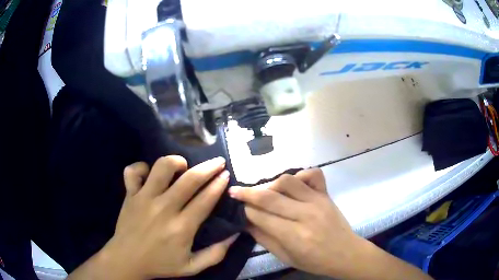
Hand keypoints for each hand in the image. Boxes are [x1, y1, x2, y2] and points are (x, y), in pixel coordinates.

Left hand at [97, 156, 237, 278]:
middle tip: (217, 162)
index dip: (218, 184)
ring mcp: (144, 199)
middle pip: (189, 180)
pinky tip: (150, 174)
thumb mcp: (192, 267)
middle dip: (208, 167)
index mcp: (181, 228)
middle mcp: (163, 209)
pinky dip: (142, 167)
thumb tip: (235, 234)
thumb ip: (216, 253)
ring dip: (176, 161)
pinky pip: (134, 171)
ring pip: (161, 168)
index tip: (226, 174)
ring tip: (183, 166)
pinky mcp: (130, 195)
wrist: (127, 260)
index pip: (205, 200)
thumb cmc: (160, 264)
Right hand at [228, 168, 363, 277]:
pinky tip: (293, 185)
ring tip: (265, 192)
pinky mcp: (326, 194)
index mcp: (294, 236)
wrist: (346, 253)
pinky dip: (300, 175)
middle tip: (235, 191)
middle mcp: (305, 215)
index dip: (245, 211)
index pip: (261, 216)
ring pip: (288, 181)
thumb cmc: (315, 261)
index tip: (237, 207)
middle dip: (248, 193)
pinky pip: (313, 174)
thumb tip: (246, 222)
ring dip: (271, 184)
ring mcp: (318, 201)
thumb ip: (264, 238)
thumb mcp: (285, 257)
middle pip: (270, 197)